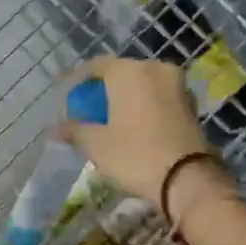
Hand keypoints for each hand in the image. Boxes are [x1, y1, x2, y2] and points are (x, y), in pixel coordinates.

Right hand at [57, 56, 222, 213]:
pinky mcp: (190, 103)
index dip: (76, 78)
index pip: (95, 65)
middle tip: (87, 105)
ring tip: (109, 115)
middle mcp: (154, 69)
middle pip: (120, 72)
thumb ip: (73, 129)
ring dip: (125, 96)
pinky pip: (158, 96)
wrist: (186, 178)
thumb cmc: (134, 154)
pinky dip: (143, 104)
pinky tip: (134, 123)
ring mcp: (176, 85)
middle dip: (102, 88)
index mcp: (128, 71)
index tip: (64, 90)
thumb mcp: (96, 144)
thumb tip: (55, 127)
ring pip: (142, 84)